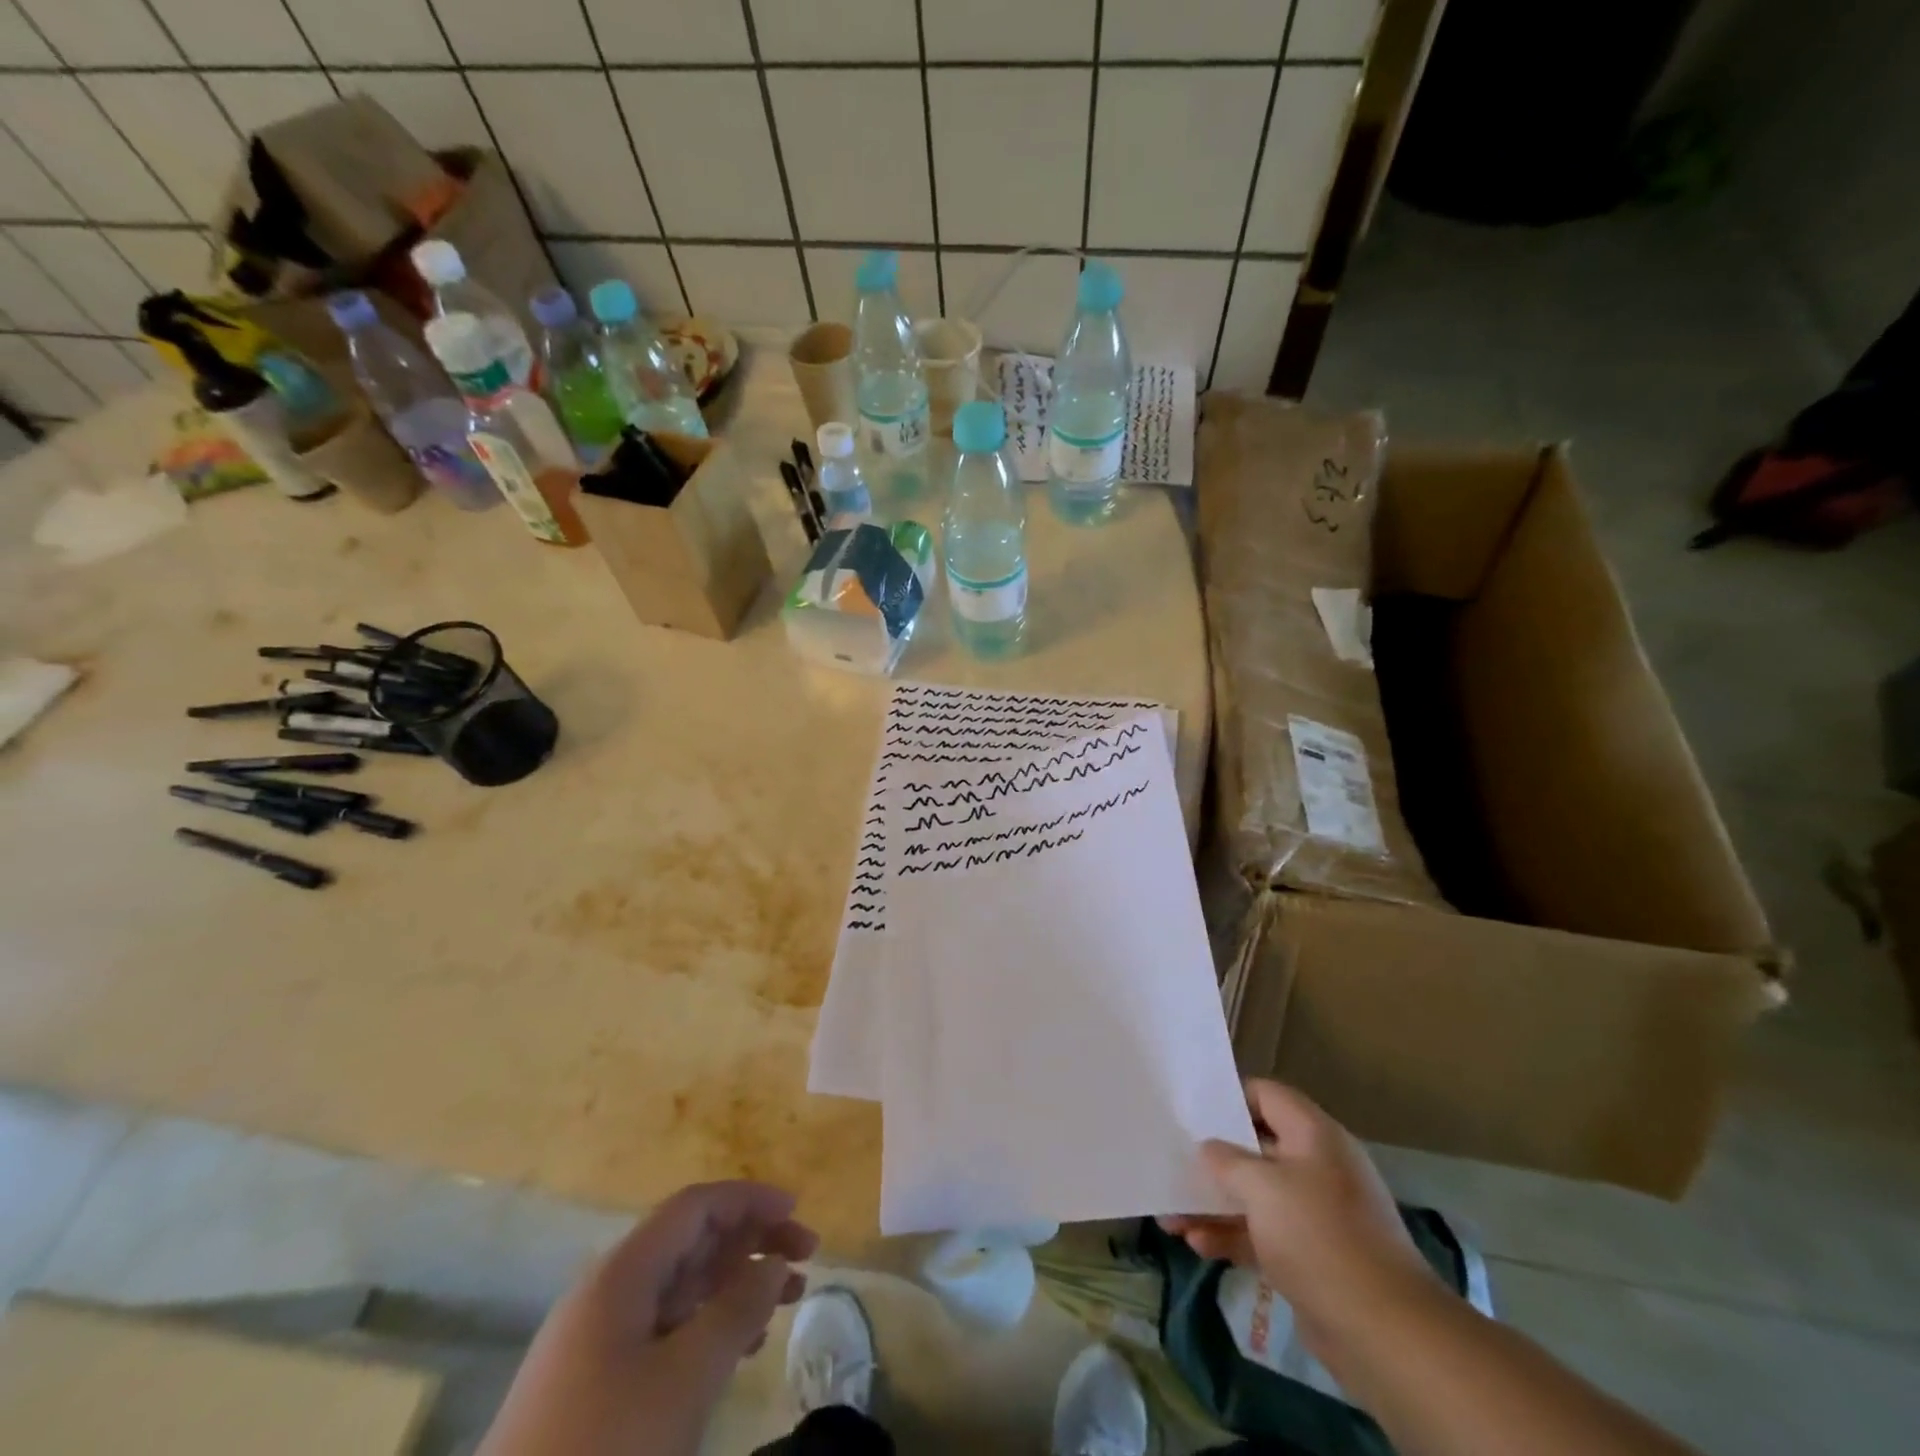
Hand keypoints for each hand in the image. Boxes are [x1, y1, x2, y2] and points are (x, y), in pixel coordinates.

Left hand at [480, 1181, 817, 1455]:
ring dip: (736, 1283)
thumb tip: (775, 1262)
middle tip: (807, 1257)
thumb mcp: (685, 1380)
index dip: (749, 1200)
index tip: (797, 1211)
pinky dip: (710, 1324)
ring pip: (681, 1286)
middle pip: (690, 1241)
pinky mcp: (593, 1386)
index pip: (695, 1206)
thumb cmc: (604, 1452)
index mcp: (622, 1274)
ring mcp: (596, 1341)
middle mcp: (607, 1293)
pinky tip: (742, 1346)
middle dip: (751, 1241)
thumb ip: (737, 1311)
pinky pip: (665, 1329)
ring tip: (787, 1299)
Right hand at [1163, 1080, 1441, 1356]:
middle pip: (1256, 1148)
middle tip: (1172, 1162)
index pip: (1267, 1096)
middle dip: (1212, 1160)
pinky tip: (1196, 1245)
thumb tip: (1209, 1148)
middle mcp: (1317, 1167)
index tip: (1191, 1110)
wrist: (1384, 1333)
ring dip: (1214, 1204)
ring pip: (1255, 1196)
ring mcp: (1316, 1215)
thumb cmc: (1319, 1237)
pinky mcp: (1312, 1257)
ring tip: (1170, 1216)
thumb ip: (1227, 1161)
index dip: (1228, 1097)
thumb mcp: (1262, 1187)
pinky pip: (1263, 1234)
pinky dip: (1231, 1236)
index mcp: (1314, 1136)